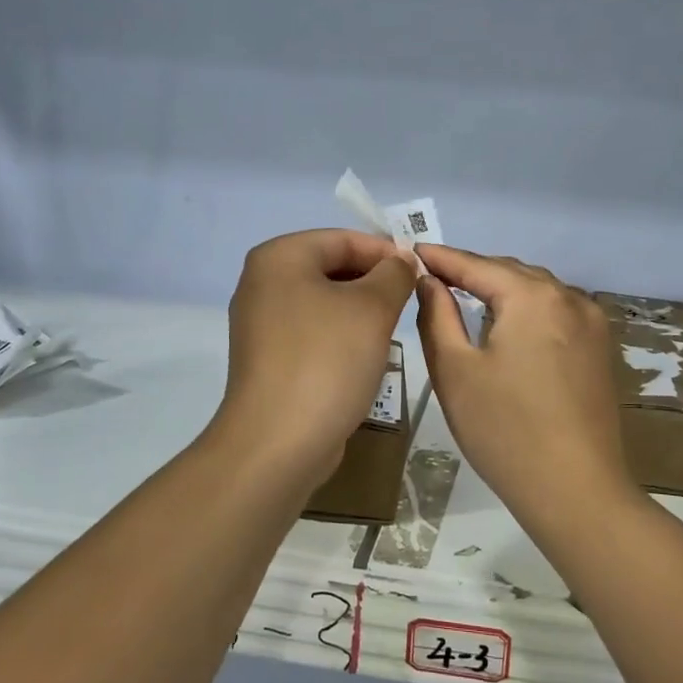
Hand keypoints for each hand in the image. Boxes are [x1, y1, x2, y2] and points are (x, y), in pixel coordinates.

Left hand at [212, 229, 417, 482]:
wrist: (278, 443)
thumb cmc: (326, 361)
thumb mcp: (373, 308)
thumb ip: (394, 274)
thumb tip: (402, 261)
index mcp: (279, 258)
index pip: (343, 239)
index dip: (386, 251)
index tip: (421, 272)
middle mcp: (262, 283)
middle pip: (331, 267)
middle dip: (374, 281)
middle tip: (411, 301)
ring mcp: (261, 323)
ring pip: (325, 301)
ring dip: (361, 310)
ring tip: (393, 328)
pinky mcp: (268, 358)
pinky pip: (313, 331)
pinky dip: (341, 335)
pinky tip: (366, 356)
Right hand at [414, 245, 635, 510]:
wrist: (576, 491)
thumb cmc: (505, 430)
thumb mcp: (455, 371)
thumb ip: (437, 315)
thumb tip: (429, 281)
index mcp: (533, 297)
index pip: (477, 265)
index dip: (442, 258)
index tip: (411, 250)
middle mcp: (569, 297)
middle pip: (511, 272)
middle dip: (472, 271)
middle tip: (433, 275)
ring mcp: (592, 323)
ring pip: (537, 290)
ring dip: (502, 289)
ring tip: (466, 294)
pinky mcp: (600, 348)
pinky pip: (557, 311)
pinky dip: (527, 308)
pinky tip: (509, 323)